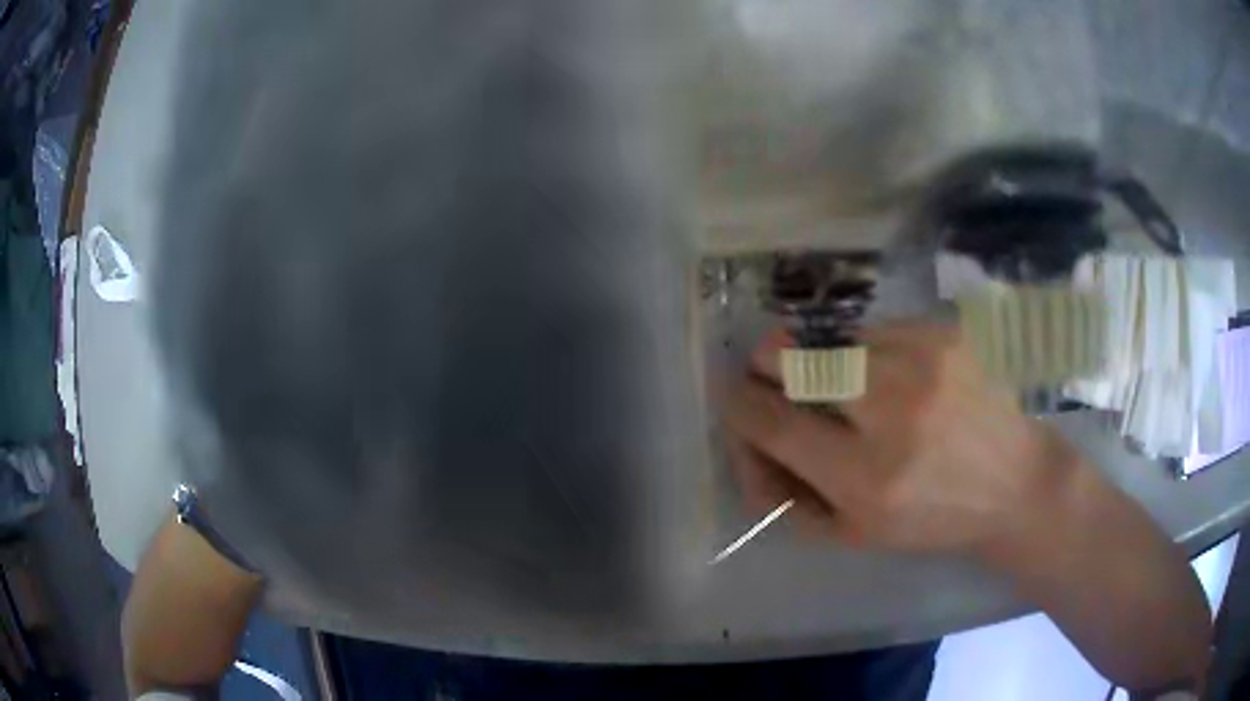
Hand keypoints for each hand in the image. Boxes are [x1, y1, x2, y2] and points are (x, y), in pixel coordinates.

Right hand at [724, 321, 1073, 555]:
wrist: (1015, 483)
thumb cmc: (932, 519)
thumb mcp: (854, 534)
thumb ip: (788, 495)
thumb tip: (746, 441)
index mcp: (867, 479)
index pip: (772, 423)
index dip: (739, 404)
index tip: (734, 396)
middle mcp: (894, 412)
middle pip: (793, 359)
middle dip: (767, 364)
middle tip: (773, 374)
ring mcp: (924, 362)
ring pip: (833, 338)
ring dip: (823, 360)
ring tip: (849, 384)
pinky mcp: (946, 334)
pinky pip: (877, 329)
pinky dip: (869, 351)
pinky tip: (895, 375)